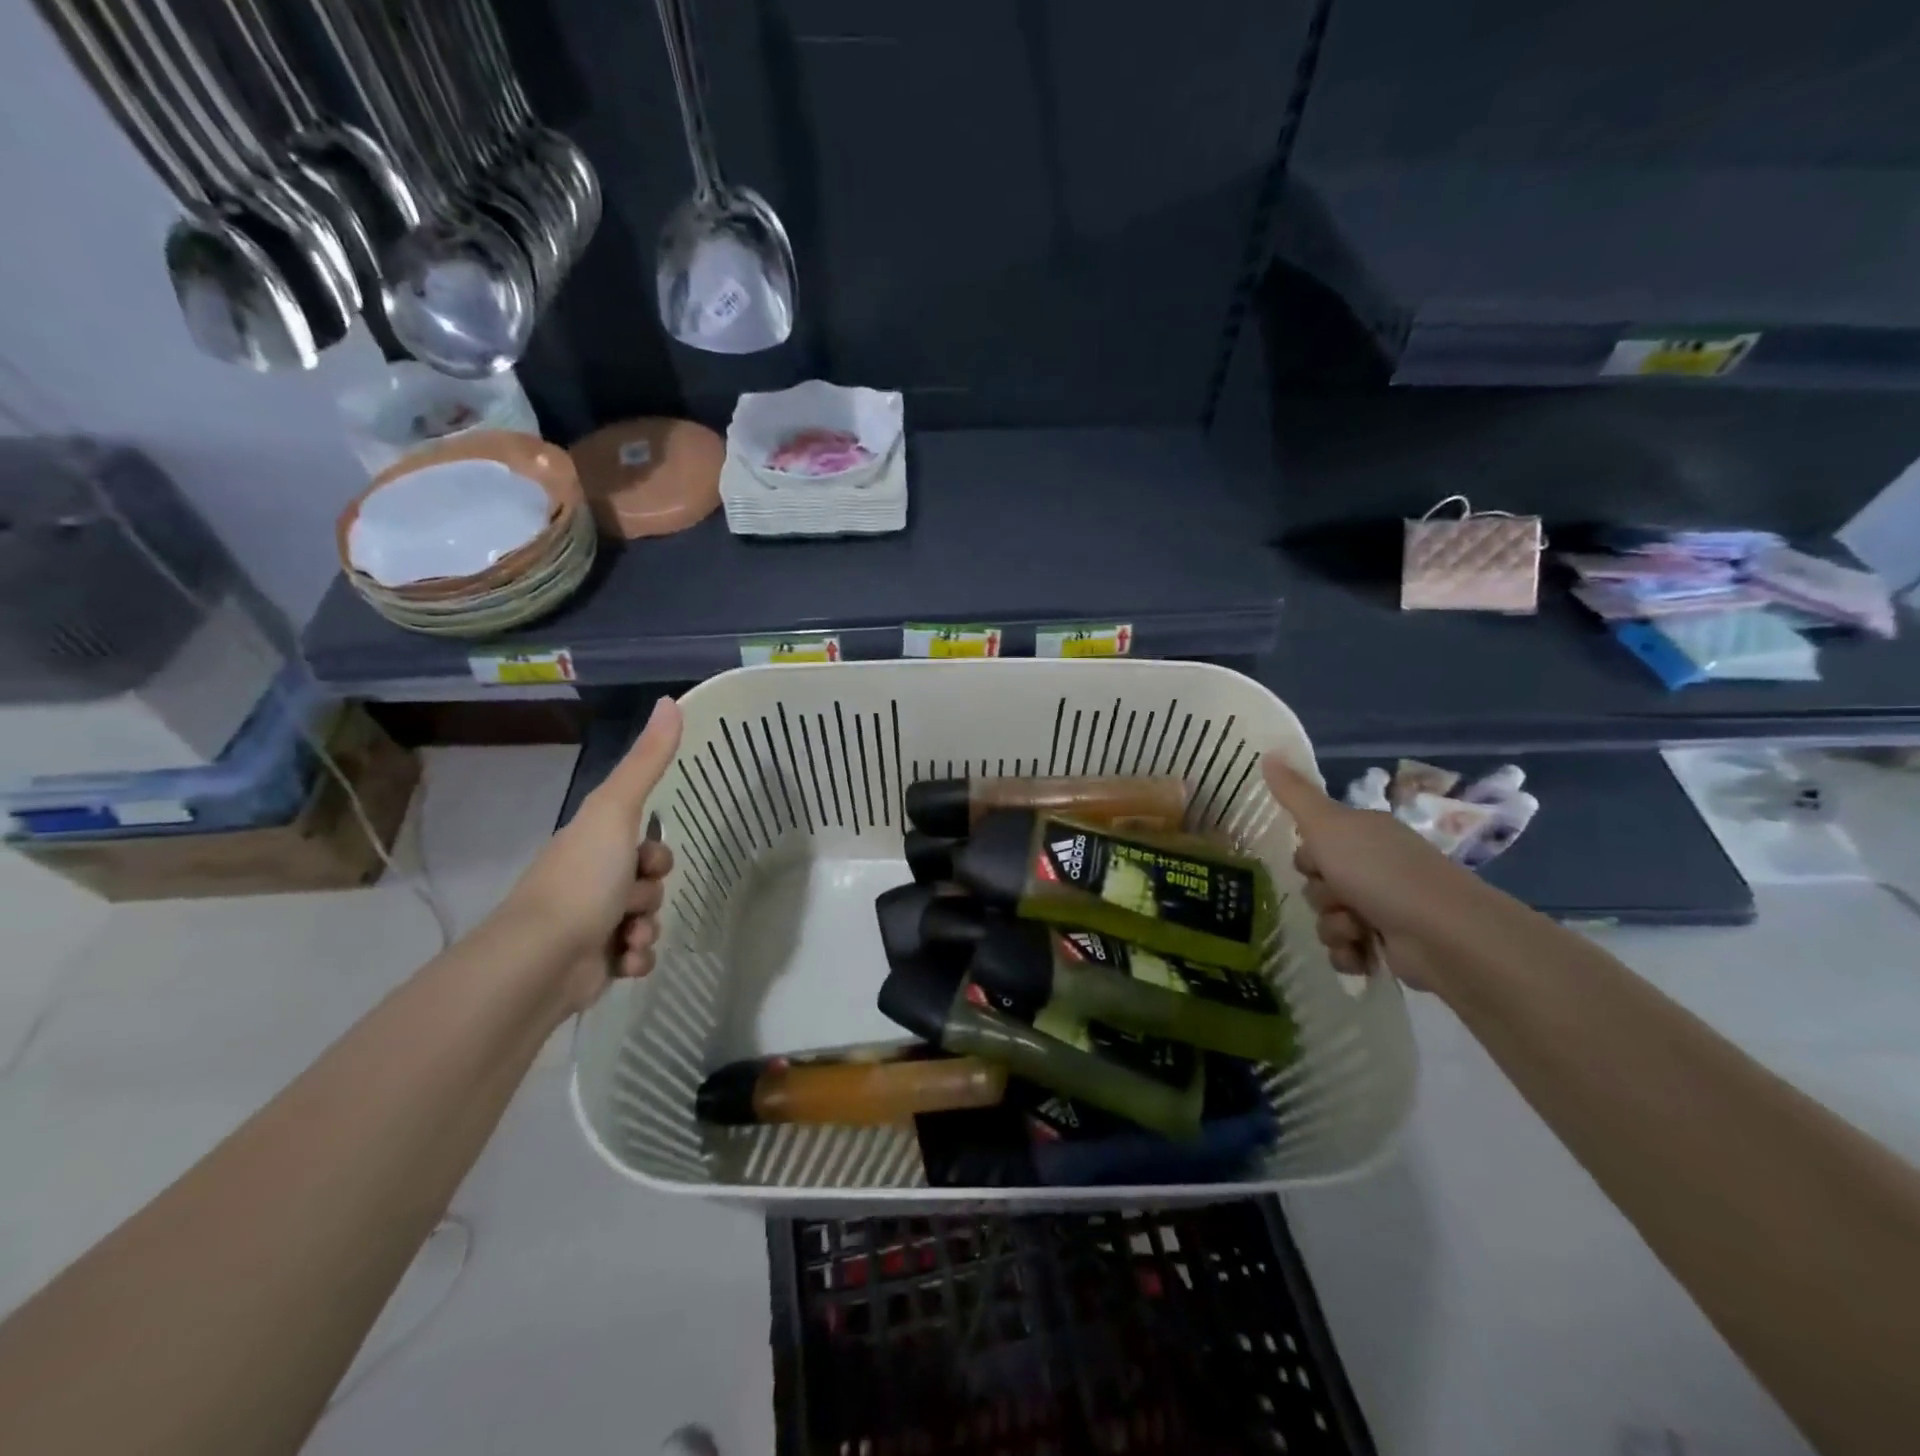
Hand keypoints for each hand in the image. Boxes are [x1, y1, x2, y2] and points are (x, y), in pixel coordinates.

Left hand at [504, 697, 681, 1011]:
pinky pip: (638, 954)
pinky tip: (624, 959)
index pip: (643, 844)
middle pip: (649, 883)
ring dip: (647, 928)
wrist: (542, 959)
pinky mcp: (594, 963)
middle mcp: (590, 882)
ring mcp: (591, 924)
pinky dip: (637, 957)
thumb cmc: (581, 879)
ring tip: (627, 936)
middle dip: (651, 895)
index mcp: (591, 846)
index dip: (656, 853)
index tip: (647, 859)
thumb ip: (647, 762)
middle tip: (633, 900)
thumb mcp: (616, 810)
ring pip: (647, 919)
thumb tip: (671, 700)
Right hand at [1261, 753, 1484, 988]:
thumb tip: (1268, 752)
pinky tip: (1361, 953)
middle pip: (1317, 883)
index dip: (1308, 856)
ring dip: (1333, 927)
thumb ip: (1295, 794)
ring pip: (1327, 918)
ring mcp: (1384, 907)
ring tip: (1356, 930)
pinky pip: (1345, 950)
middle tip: (1339, 896)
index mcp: (1363, 835)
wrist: (1442, 934)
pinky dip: (1348, 954)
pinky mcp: (1390, 946)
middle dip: (1320, 896)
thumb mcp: (1328, 826)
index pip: (1313, 844)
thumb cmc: (1380, 872)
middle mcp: (1375, 867)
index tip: (1316, 861)